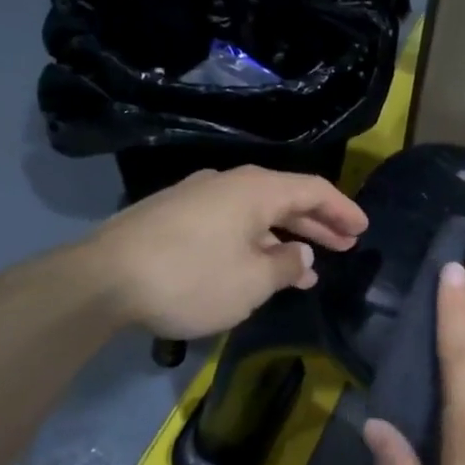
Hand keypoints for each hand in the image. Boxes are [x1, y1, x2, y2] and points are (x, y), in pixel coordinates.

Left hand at [83, 166, 367, 339]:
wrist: (101, 280)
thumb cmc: (191, 278)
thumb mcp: (252, 281)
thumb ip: (286, 265)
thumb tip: (301, 255)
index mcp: (256, 189)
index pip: (314, 190)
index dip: (343, 209)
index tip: (363, 229)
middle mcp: (229, 184)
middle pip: (286, 199)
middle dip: (319, 224)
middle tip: (346, 245)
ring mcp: (198, 197)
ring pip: (256, 214)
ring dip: (285, 238)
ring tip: (308, 268)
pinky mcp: (174, 216)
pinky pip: (230, 223)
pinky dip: (254, 242)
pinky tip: (256, 267)